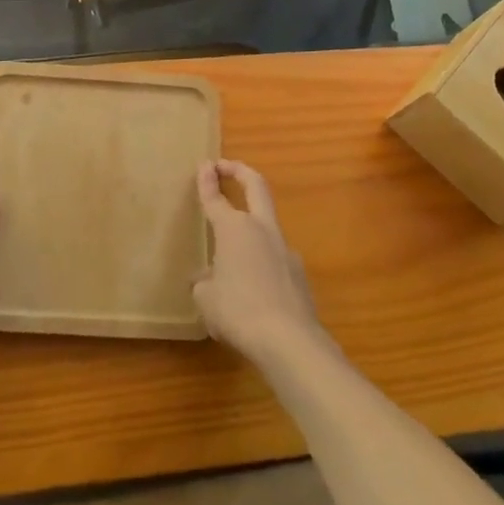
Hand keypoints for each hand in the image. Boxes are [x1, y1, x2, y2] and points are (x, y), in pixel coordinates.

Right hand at [192, 160, 327, 366]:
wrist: (289, 340)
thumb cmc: (238, 311)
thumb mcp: (206, 298)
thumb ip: (205, 281)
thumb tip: (209, 277)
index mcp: (234, 229)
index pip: (215, 198)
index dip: (207, 180)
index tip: (204, 164)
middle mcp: (261, 229)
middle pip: (256, 186)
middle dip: (240, 171)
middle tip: (226, 166)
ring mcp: (285, 249)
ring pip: (267, 224)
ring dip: (252, 224)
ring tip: (233, 252)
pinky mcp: (299, 273)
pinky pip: (275, 258)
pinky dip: (262, 261)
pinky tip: (253, 288)